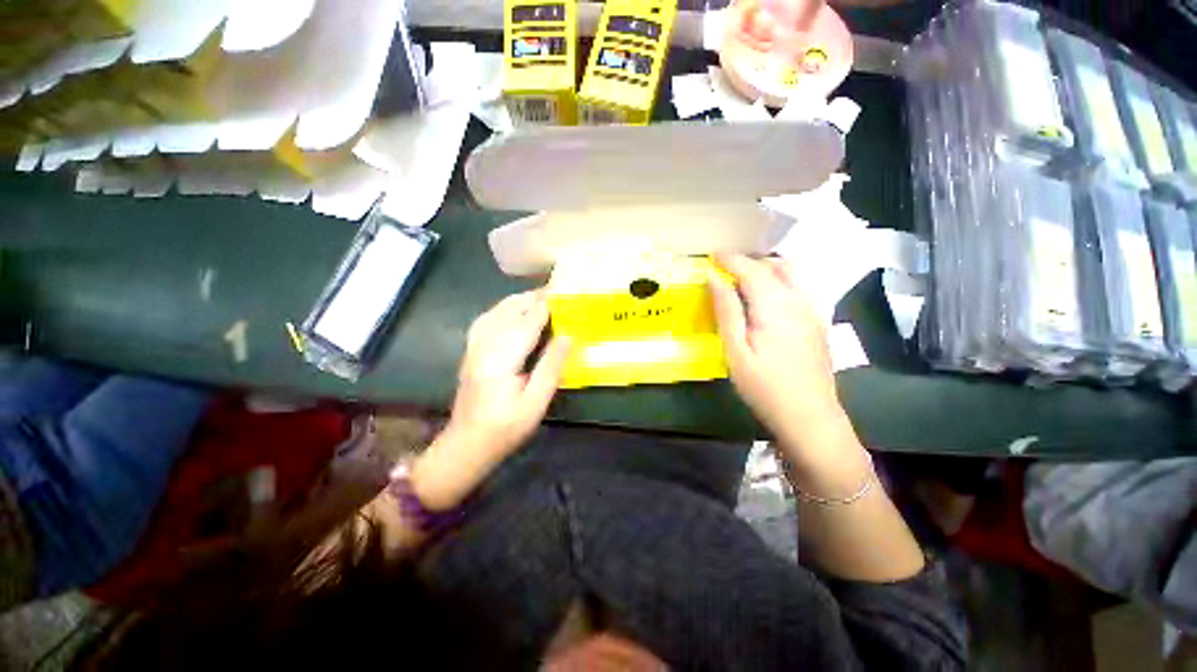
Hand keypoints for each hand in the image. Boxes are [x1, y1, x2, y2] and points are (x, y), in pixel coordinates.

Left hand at [447, 289, 570, 459]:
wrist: (466, 444)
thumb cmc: (505, 428)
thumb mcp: (535, 403)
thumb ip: (551, 367)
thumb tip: (568, 336)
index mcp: (501, 359)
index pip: (527, 322)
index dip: (546, 304)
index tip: (563, 290)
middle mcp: (484, 347)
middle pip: (508, 311)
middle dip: (532, 298)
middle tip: (556, 291)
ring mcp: (474, 348)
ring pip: (495, 312)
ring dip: (517, 300)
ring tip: (538, 297)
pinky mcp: (471, 352)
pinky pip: (486, 320)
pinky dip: (502, 309)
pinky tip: (512, 311)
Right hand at [709, 254, 844, 455]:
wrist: (809, 417)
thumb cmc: (764, 387)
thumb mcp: (736, 351)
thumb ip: (726, 311)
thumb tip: (714, 279)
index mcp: (774, 306)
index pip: (751, 269)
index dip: (730, 259)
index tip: (711, 255)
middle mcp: (798, 300)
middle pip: (774, 265)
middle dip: (748, 261)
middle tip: (724, 268)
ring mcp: (813, 310)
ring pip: (791, 273)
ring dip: (766, 268)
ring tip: (743, 278)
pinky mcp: (818, 321)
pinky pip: (799, 287)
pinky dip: (780, 280)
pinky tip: (768, 297)